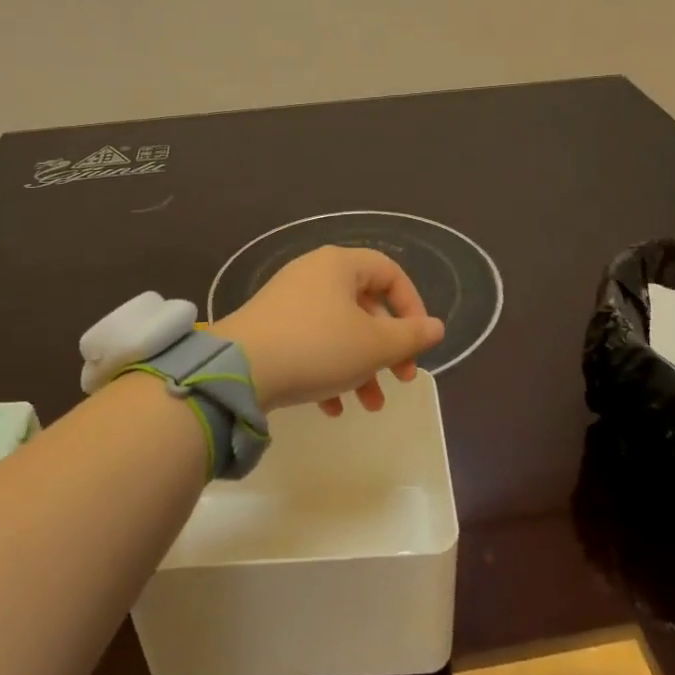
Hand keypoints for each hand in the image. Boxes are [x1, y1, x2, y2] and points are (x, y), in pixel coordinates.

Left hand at [215, 246, 445, 414]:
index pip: (390, 272)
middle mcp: (313, 274)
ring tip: (370, 405)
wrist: (238, 371)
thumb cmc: (317, 348)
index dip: (412, 306)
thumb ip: (411, 336)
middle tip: (401, 378)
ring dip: (361, 366)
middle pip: (365, 304)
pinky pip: (311, 343)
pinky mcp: (270, 328)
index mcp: (340, 265)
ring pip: (339, 330)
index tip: (419, 343)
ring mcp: (288, 300)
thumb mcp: (374, 345)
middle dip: (387, 347)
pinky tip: (332, 409)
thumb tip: (436, 327)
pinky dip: (328, 371)